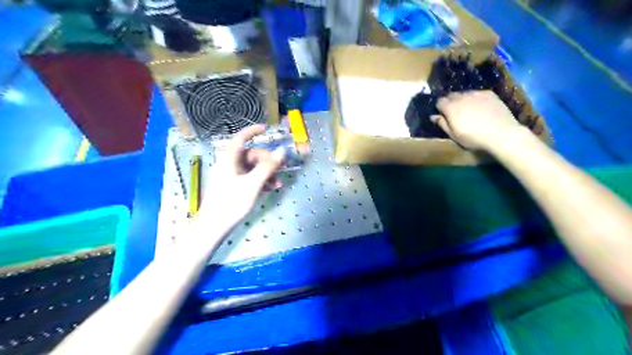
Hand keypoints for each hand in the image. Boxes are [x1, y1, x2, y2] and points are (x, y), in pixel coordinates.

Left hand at [197, 125, 286, 227]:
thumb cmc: (232, 203)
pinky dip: (260, 181)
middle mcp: (229, 164)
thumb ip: (268, 167)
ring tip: (278, 184)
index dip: (252, 131)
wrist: (214, 227)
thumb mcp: (253, 184)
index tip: (266, 129)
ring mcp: (230, 176)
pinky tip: (269, 189)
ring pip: (251, 168)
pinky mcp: (232, 186)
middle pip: (251, 155)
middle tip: (281, 169)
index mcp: (229, 160)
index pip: (240, 138)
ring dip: (266, 173)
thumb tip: (282, 151)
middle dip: (267, 161)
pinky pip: (248, 178)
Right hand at [430, 90, 529, 150]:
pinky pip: (477, 93)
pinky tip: (481, 108)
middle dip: (450, 102)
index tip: (443, 115)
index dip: (440, 108)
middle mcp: (461, 97)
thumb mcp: (454, 135)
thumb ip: (442, 124)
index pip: (439, 101)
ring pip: (464, 93)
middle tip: (455, 113)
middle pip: (451, 95)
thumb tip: (433, 116)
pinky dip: (475, 99)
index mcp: (450, 107)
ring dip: (463, 100)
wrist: (501, 133)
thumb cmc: (473, 138)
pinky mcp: (489, 93)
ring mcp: (476, 93)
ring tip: (468, 110)